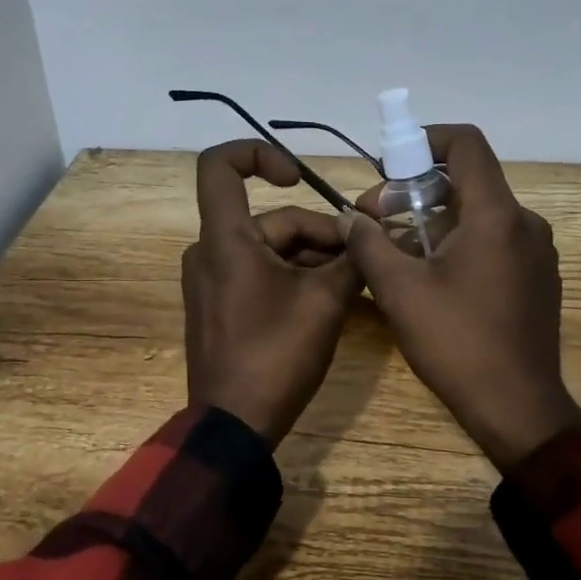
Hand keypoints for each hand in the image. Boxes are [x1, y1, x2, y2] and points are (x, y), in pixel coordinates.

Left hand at [184, 140, 362, 446]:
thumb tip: (370, 232)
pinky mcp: (220, 306)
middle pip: (271, 220)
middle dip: (321, 234)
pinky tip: (331, 298)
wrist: (234, 426)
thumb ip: (351, 259)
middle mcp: (210, 251)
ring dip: (313, 259)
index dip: (258, 153)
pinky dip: (294, 278)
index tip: (298, 176)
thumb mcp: (325, 303)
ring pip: (270, 249)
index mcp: (225, 239)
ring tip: (357, 282)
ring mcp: (212, 281)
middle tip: (364, 259)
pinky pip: (260, 274)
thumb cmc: (275, 356)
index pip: (219, 166)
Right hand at [346, 125, 580, 469]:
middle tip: (376, 219)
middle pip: (468, 181)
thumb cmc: (457, 343)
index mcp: (496, 215)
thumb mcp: (400, 291)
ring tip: (395, 252)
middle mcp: (525, 223)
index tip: (390, 165)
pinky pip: (494, 242)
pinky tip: (431, 277)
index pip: (466, 144)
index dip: (425, 139)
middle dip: (417, 191)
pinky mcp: (537, 279)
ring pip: (479, 214)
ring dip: (434, 221)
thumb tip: (348, 217)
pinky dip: (459, 243)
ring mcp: (536, 253)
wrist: (518, 408)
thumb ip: (369, 244)